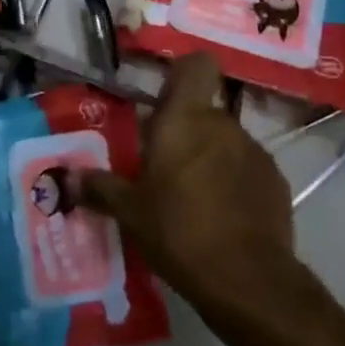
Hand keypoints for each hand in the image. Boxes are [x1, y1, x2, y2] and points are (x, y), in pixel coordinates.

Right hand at [67, 54, 297, 308]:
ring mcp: (255, 151)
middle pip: (203, 111)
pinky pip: (247, 168)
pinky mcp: (276, 181)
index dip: (182, 72)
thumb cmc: (179, 231)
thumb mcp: (130, 213)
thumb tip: (68, 177)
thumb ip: (100, 188)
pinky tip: (222, 216)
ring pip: (225, 141)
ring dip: (210, 157)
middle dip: (185, 131)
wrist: (248, 280)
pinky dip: (234, 182)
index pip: (195, 65)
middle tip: (163, 165)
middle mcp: (223, 124)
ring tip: (192, 197)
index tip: (164, 96)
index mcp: (185, 119)